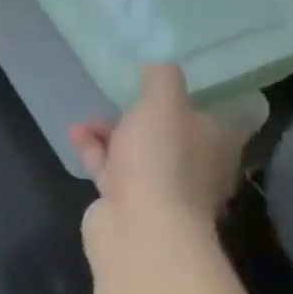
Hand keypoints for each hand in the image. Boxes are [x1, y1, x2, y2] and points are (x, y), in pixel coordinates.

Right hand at [69, 63, 243, 247]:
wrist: (139, 228)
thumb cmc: (162, 159)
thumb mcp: (163, 103)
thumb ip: (161, 78)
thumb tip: (158, 65)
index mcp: (216, 142)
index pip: (217, 114)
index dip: (197, 97)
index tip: (171, 82)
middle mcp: (195, 166)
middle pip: (172, 134)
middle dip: (142, 115)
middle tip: (118, 98)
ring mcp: (161, 188)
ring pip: (137, 152)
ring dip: (111, 133)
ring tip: (86, 119)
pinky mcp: (128, 202)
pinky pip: (111, 170)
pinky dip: (94, 151)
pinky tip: (75, 135)